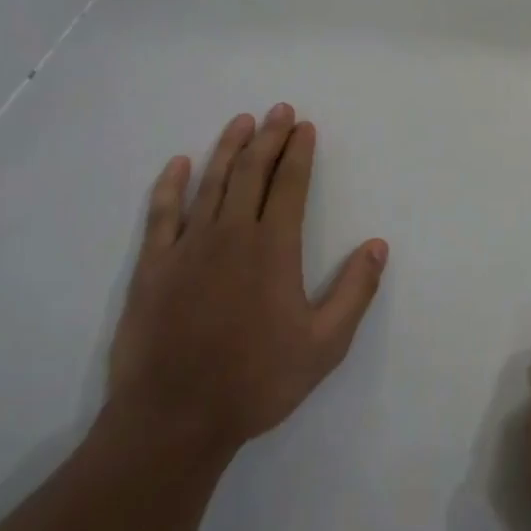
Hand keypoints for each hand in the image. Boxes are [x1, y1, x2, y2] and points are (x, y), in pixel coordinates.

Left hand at [106, 104, 387, 469]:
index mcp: (273, 248)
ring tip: (241, 122)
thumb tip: (377, 245)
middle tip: (279, 110)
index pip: (290, 184)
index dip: (299, 152)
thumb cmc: (256, 381)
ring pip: (211, 183)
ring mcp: (187, 248)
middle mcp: (231, 235)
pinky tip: (179, 165)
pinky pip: (161, 214)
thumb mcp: (325, 345)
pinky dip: (170, 186)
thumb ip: (355, 292)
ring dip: (228, 149)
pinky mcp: (153, 267)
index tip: (305, 126)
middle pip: (252, 172)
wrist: (173, 420)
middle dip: (269, 137)